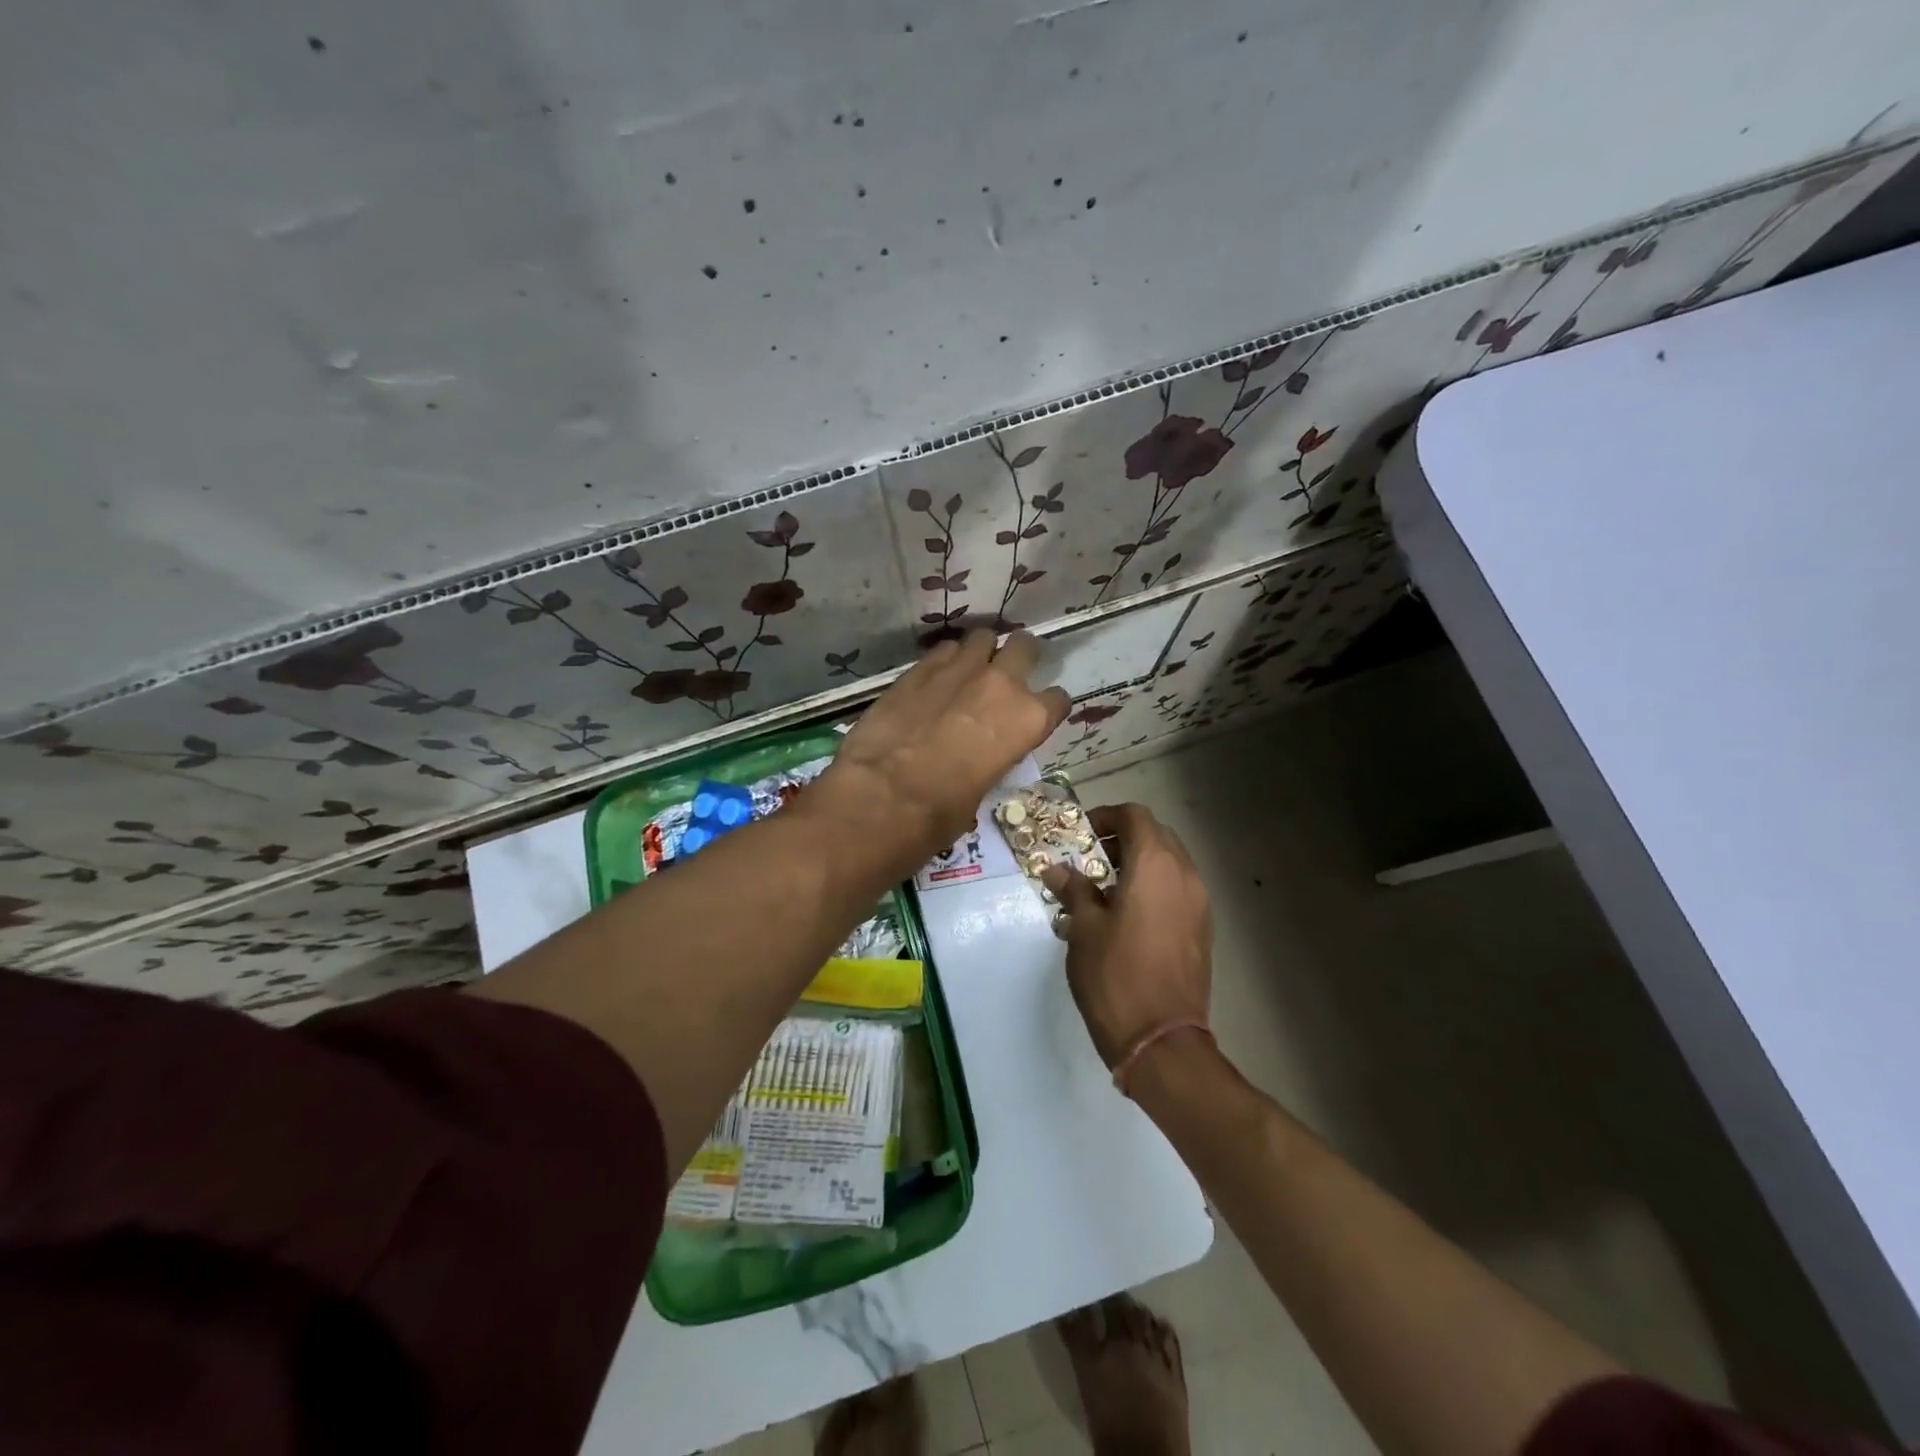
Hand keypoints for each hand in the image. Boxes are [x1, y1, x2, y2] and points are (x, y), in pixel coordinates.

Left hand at [818, 630, 1070, 866]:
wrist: (880, 796)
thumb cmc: (940, 813)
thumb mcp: (981, 791)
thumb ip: (990, 760)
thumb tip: (977, 759)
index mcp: (1027, 721)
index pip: (1057, 700)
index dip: (1047, 708)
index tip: (1035, 716)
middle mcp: (1000, 685)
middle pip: (1025, 647)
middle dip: (1021, 657)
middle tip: (1009, 673)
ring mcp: (958, 670)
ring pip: (982, 638)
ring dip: (980, 653)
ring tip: (969, 670)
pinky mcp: (918, 668)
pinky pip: (943, 651)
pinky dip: (945, 661)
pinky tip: (935, 679)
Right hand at [1042, 803, 1212, 1067]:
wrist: (1162, 1040)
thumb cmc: (1116, 976)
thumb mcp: (1084, 929)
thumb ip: (1074, 890)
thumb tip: (1057, 870)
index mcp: (1155, 865)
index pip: (1135, 815)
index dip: (1106, 816)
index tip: (1082, 835)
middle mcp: (1185, 874)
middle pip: (1156, 835)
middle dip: (1123, 839)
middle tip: (1091, 860)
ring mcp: (1200, 903)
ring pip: (1170, 862)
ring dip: (1140, 863)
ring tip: (1106, 889)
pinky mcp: (1203, 929)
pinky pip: (1178, 889)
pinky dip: (1155, 886)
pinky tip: (1128, 915)